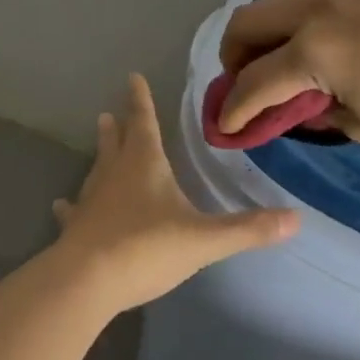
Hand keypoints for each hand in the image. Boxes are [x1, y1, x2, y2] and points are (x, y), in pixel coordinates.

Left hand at [51, 74, 298, 310]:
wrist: (87, 281)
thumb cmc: (147, 248)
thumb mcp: (204, 239)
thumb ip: (248, 229)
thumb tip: (296, 219)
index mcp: (144, 165)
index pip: (144, 122)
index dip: (140, 100)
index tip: (132, 77)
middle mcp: (114, 175)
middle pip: (116, 143)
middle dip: (118, 127)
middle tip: (108, 113)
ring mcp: (91, 201)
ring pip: (96, 171)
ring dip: (100, 157)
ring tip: (99, 145)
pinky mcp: (76, 228)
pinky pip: (75, 210)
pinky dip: (73, 205)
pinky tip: (63, 205)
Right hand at [218, 0, 359, 143]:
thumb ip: (316, 115)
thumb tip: (294, 108)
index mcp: (314, 50)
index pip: (253, 82)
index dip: (233, 108)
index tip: (224, 125)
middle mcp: (316, 8)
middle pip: (246, 21)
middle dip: (233, 55)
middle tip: (244, 79)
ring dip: (262, 22)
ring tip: (278, 48)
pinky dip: (298, 10)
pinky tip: (322, 33)